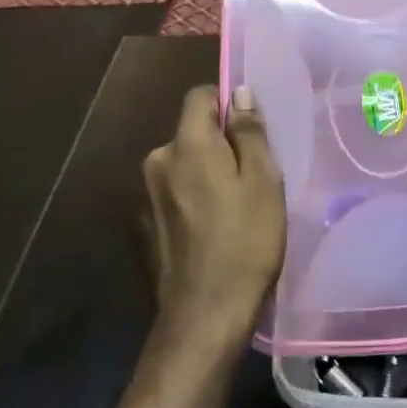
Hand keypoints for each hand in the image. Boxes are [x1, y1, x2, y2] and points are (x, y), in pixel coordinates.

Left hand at [142, 85, 284, 362]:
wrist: (204, 314)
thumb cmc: (245, 243)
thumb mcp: (263, 182)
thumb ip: (249, 132)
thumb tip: (238, 93)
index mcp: (187, 145)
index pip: (199, 96)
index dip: (226, 103)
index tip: (250, 130)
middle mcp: (157, 161)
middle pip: (190, 133)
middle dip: (218, 144)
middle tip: (251, 177)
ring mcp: (144, 195)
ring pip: (181, 165)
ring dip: (204, 174)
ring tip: (233, 208)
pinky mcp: (142, 226)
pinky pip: (171, 195)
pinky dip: (190, 200)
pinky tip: (210, 230)